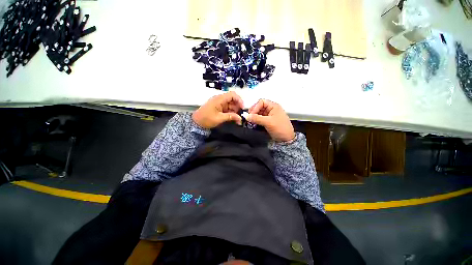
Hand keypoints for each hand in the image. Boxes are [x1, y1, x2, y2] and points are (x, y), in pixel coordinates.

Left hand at [192, 91, 243, 128]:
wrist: (196, 122)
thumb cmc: (206, 119)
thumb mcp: (219, 118)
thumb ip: (230, 117)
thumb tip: (239, 118)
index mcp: (219, 99)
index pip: (232, 95)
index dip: (239, 100)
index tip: (242, 107)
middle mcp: (220, 100)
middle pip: (232, 100)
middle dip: (237, 107)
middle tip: (240, 115)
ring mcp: (219, 104)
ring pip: (230, 105)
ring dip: (234, 111)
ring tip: (237, 119)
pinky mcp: (219, 108)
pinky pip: (227, 108)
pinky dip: (231, 113)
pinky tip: (233, 118)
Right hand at [247, 99, 294, 141]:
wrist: (286, 139)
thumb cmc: (281, 129)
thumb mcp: (268, 122)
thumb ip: (257, 118)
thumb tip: (247, 116)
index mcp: (274, 106)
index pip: (261, 102)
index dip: (255, 107)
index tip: (251, 114)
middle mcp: (271, 110)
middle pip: (259, 107)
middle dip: (253, 112)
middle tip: (249, 118)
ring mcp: (269, 116)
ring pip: (258, 114)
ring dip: (254, 117)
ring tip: (250, 122)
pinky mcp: (267, 122)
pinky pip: (259, 119)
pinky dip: (255, 121)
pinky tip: (253, 124)